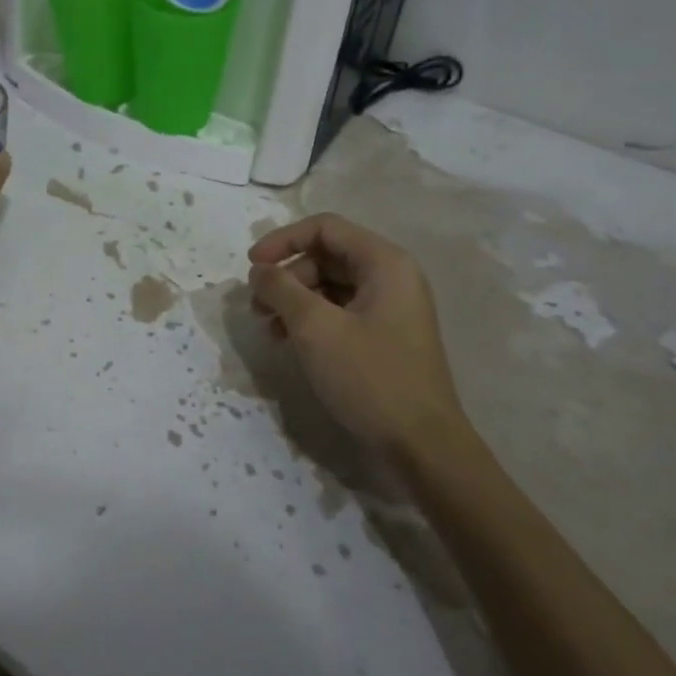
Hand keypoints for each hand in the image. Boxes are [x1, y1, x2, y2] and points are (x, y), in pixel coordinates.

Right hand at [247, 213, 470, 459]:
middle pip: (327, 256)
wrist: (422, 447)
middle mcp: (392, 277)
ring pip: (331, 286)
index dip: (283, 240)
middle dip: (287, 276)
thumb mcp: (315, 328)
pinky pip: (341, 312)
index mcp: (385, 262)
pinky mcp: (385, 337)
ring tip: (269, 329)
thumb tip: (260, 270)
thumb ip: (281, 289)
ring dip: (295, 300)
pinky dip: (312, 321)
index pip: (325, 228)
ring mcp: (391, 309)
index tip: (252, 266)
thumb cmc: (370, 377)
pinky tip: (290, 343)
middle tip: (257, 307)